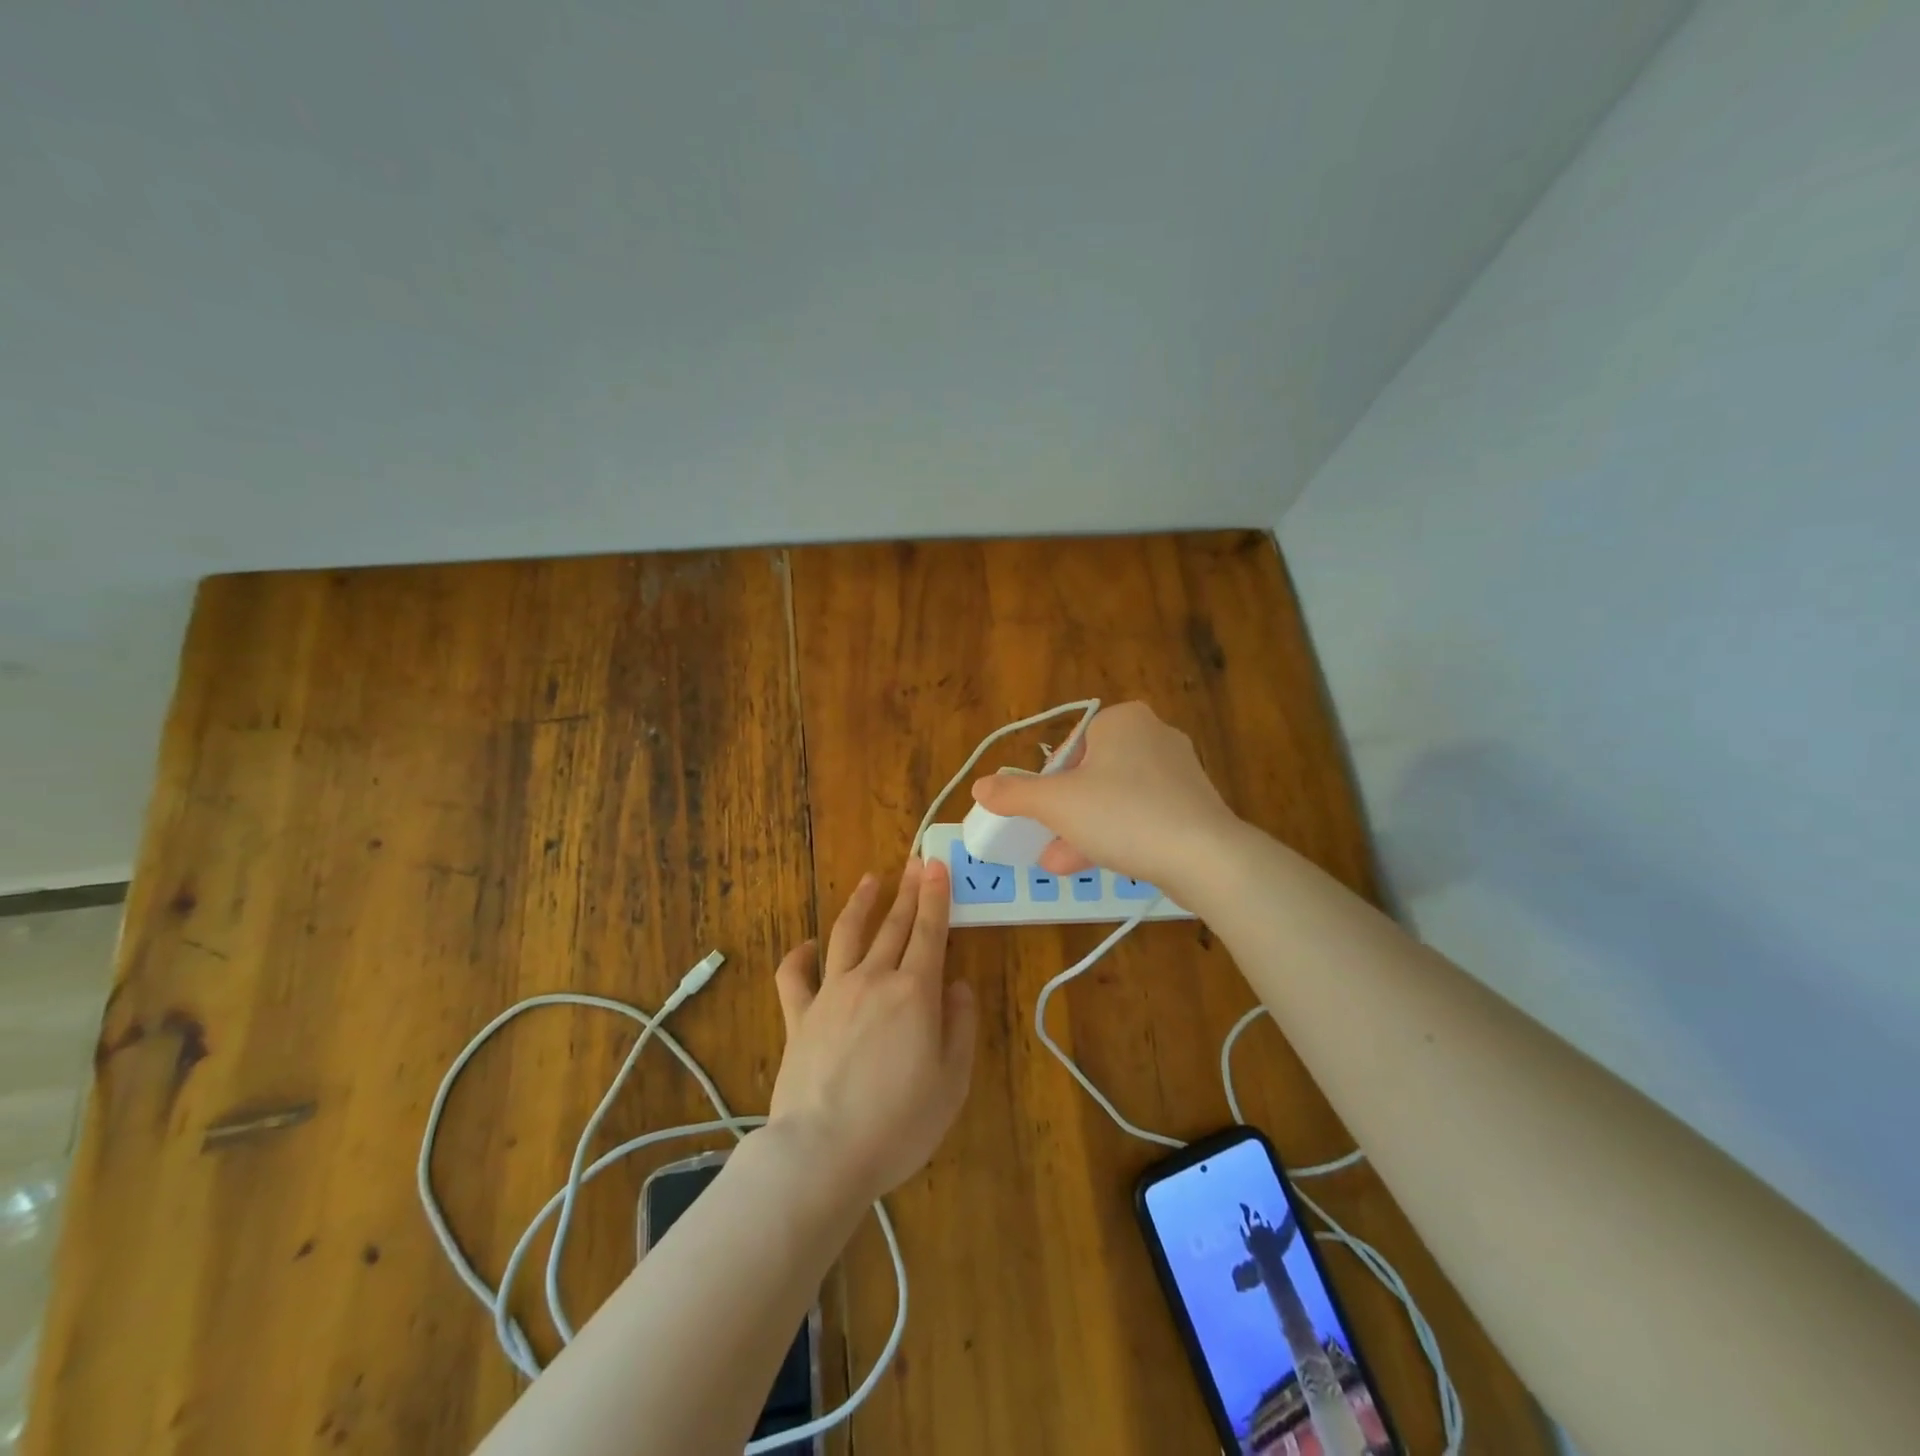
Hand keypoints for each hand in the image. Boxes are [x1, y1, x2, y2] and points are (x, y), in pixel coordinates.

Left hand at [768, 858, 975, 1204]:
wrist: (822, 1153)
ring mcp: (831, 994)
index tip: (937, 865)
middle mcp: (873, 979)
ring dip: (860, 904)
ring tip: (870, 880)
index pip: (929, 931)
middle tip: (915, 862)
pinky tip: (808, 944)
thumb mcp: (952, 1081)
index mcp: (914, 992)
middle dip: (907, 890)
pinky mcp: (799, 1016)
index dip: (935, 896)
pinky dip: (800, 955)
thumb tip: (959, 985)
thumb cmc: (899, 1123)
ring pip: (846, 934)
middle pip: (893, 925)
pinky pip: (794, 975)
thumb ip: (960, 1026)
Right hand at [968, 701, 1240, 892]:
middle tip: (1045, 841)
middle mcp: (1154, 735)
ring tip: (1060, 863)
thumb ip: (1015, 794)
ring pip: (1116, 798)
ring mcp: (1179, 771)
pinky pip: (1143, 814)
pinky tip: (1098, 864)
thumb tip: (980, 786)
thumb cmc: (1123, 815)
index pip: (1070, 747)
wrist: (1205, 857)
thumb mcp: (1057, 804)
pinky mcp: (1194, 804)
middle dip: (1065, 813)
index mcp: (1123, 720)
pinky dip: (1118, 834)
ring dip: (1084, 829)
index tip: (1041, 815)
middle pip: (1091, 775)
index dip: (1048, 783)